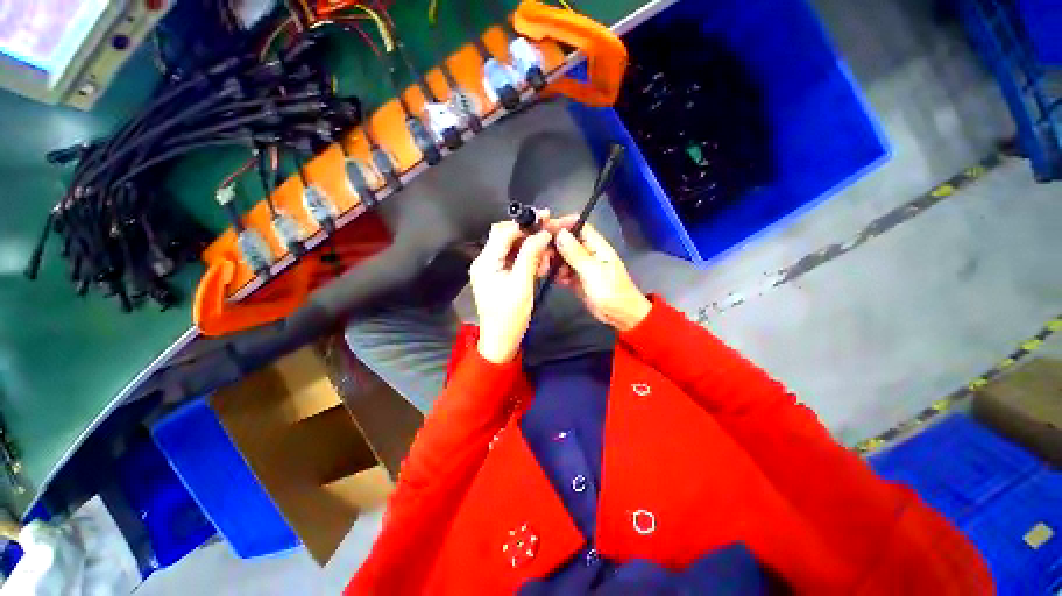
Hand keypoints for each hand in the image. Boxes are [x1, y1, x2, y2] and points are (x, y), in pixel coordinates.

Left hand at [470, 221, 551, 363]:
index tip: (545, 217)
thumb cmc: (510, 316)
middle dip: (529, 235)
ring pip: (513, 248)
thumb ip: (530, 256)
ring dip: (531, 248)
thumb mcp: (522, 284)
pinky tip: (541, 265)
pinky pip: (514, 260)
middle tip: (550, 235)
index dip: (524, 223)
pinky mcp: (499, 275)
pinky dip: (528, 259)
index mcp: (486, 262)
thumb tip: (542, 233)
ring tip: (547, 256)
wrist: (500, 341)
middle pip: (507, 237)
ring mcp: (492, 268)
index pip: (503, 232)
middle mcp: (485, 261)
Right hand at [551, 220, 651, 331]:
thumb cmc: (612, 292)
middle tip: (541, 256)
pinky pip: (563, 272)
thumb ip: (575, 253)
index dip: (562, 224)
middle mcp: (587, 252)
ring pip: (562, 257)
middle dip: (553, 246)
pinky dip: (557, 274)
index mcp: (596, 246)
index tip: (544, 229)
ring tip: (546, 270)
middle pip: (566, 241)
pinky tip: (555, 280)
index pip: (578, 226)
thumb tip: (560, 233)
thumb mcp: (592, 272)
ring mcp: (582, 266)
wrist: (621, 316)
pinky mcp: (577, 279)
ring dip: (553, 261)